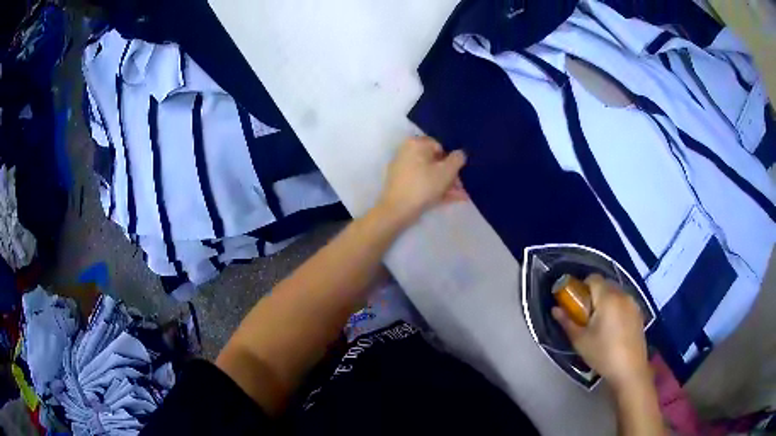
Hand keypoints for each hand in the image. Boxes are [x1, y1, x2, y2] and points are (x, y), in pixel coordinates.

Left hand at [377, 136, 466, 225]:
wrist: (397, 211)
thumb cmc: (424, 186)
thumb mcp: (447, 171)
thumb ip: (457, 159)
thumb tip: (460, 154)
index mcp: (416, 143)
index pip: (440, 146)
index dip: (453, 159)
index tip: (461, 172)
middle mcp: (407, 152)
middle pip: (435, 161)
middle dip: (451, 175)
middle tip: (463, 186)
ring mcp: (402, 168)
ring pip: (430, 173)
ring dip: (447, 184)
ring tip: (462, 196)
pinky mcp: (401, 184)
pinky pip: (422, 182)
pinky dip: (435, 188)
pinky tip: (451, 199)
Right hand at [551, 275, 650, 390]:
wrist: (629, 369)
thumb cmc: (602, 354)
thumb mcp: (580, 340)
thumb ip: (567, 321)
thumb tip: (555, 309)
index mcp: (607, 298)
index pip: (593, 278)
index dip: (582, 287)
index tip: (577, 304)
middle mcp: (622, 295)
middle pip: (605, 284)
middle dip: (594, 295)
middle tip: (586, 316)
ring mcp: (633, 303)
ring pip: (615, 293)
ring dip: (606, 302)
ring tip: (600, 324)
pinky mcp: (639, 313)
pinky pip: (624, 302)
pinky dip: (616, 308)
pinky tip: (613, 329)